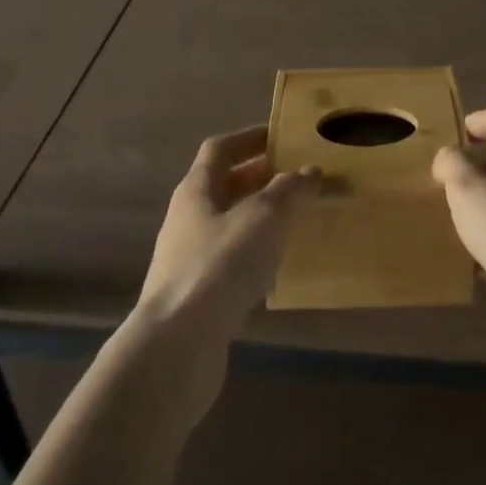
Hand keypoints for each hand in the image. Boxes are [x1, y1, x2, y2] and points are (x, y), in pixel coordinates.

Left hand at [136, 126, 317, 373]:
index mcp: (196, 189)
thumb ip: (290, 190)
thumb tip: (309, 170)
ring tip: (297, 218)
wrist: (176, 349)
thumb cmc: (220, 266)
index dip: (250, 138)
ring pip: (229, 224)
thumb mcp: (264, 218)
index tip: (282, 135)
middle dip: (260, 177)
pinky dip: (255, 254)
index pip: (221, 148)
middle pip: (224, 186)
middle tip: (299, 176)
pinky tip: (279, 267)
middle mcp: (187, 218)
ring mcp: (188, 259)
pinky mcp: (196, 296)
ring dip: (260, 217)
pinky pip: (230, 261)